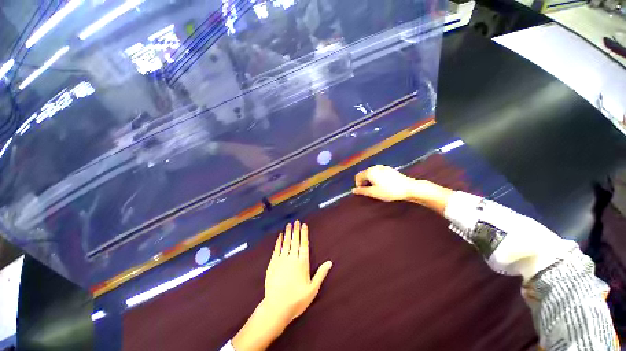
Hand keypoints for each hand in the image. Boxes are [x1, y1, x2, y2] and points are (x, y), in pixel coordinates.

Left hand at [264, 221, 332, 321]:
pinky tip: (279, 237)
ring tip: (288, 225)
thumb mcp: (313, 288)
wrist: (277, 307)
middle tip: (296, 221)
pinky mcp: (273, 264)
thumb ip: (321, 273)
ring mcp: (281, 260)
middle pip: (295, 241)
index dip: (304, 234)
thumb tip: (330, 262)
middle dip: (296, 230)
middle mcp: (292, 258)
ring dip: (287, 233)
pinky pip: (276, 250)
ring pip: (286, 243)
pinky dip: (278, 242)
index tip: (303, 225)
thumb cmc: (297, 299)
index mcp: (302, 263)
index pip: (304, 244)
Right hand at [352, 165, 418, 201]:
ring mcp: (382, 167)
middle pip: (364, 174)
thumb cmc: (389, 191)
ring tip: (376, 188)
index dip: (358, 184)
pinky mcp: (388, 169)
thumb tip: (353, 190)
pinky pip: (378, 172)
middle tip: (370, 191)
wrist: (408, 187)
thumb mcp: (374, 193)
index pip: (358, 176)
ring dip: (370, 180)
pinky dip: (376, 178)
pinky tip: (383, 184)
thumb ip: (362, 191)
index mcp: (369, 172)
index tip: (363, 191)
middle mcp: (374, 167)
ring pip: (371, 173)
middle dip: (364, 182)